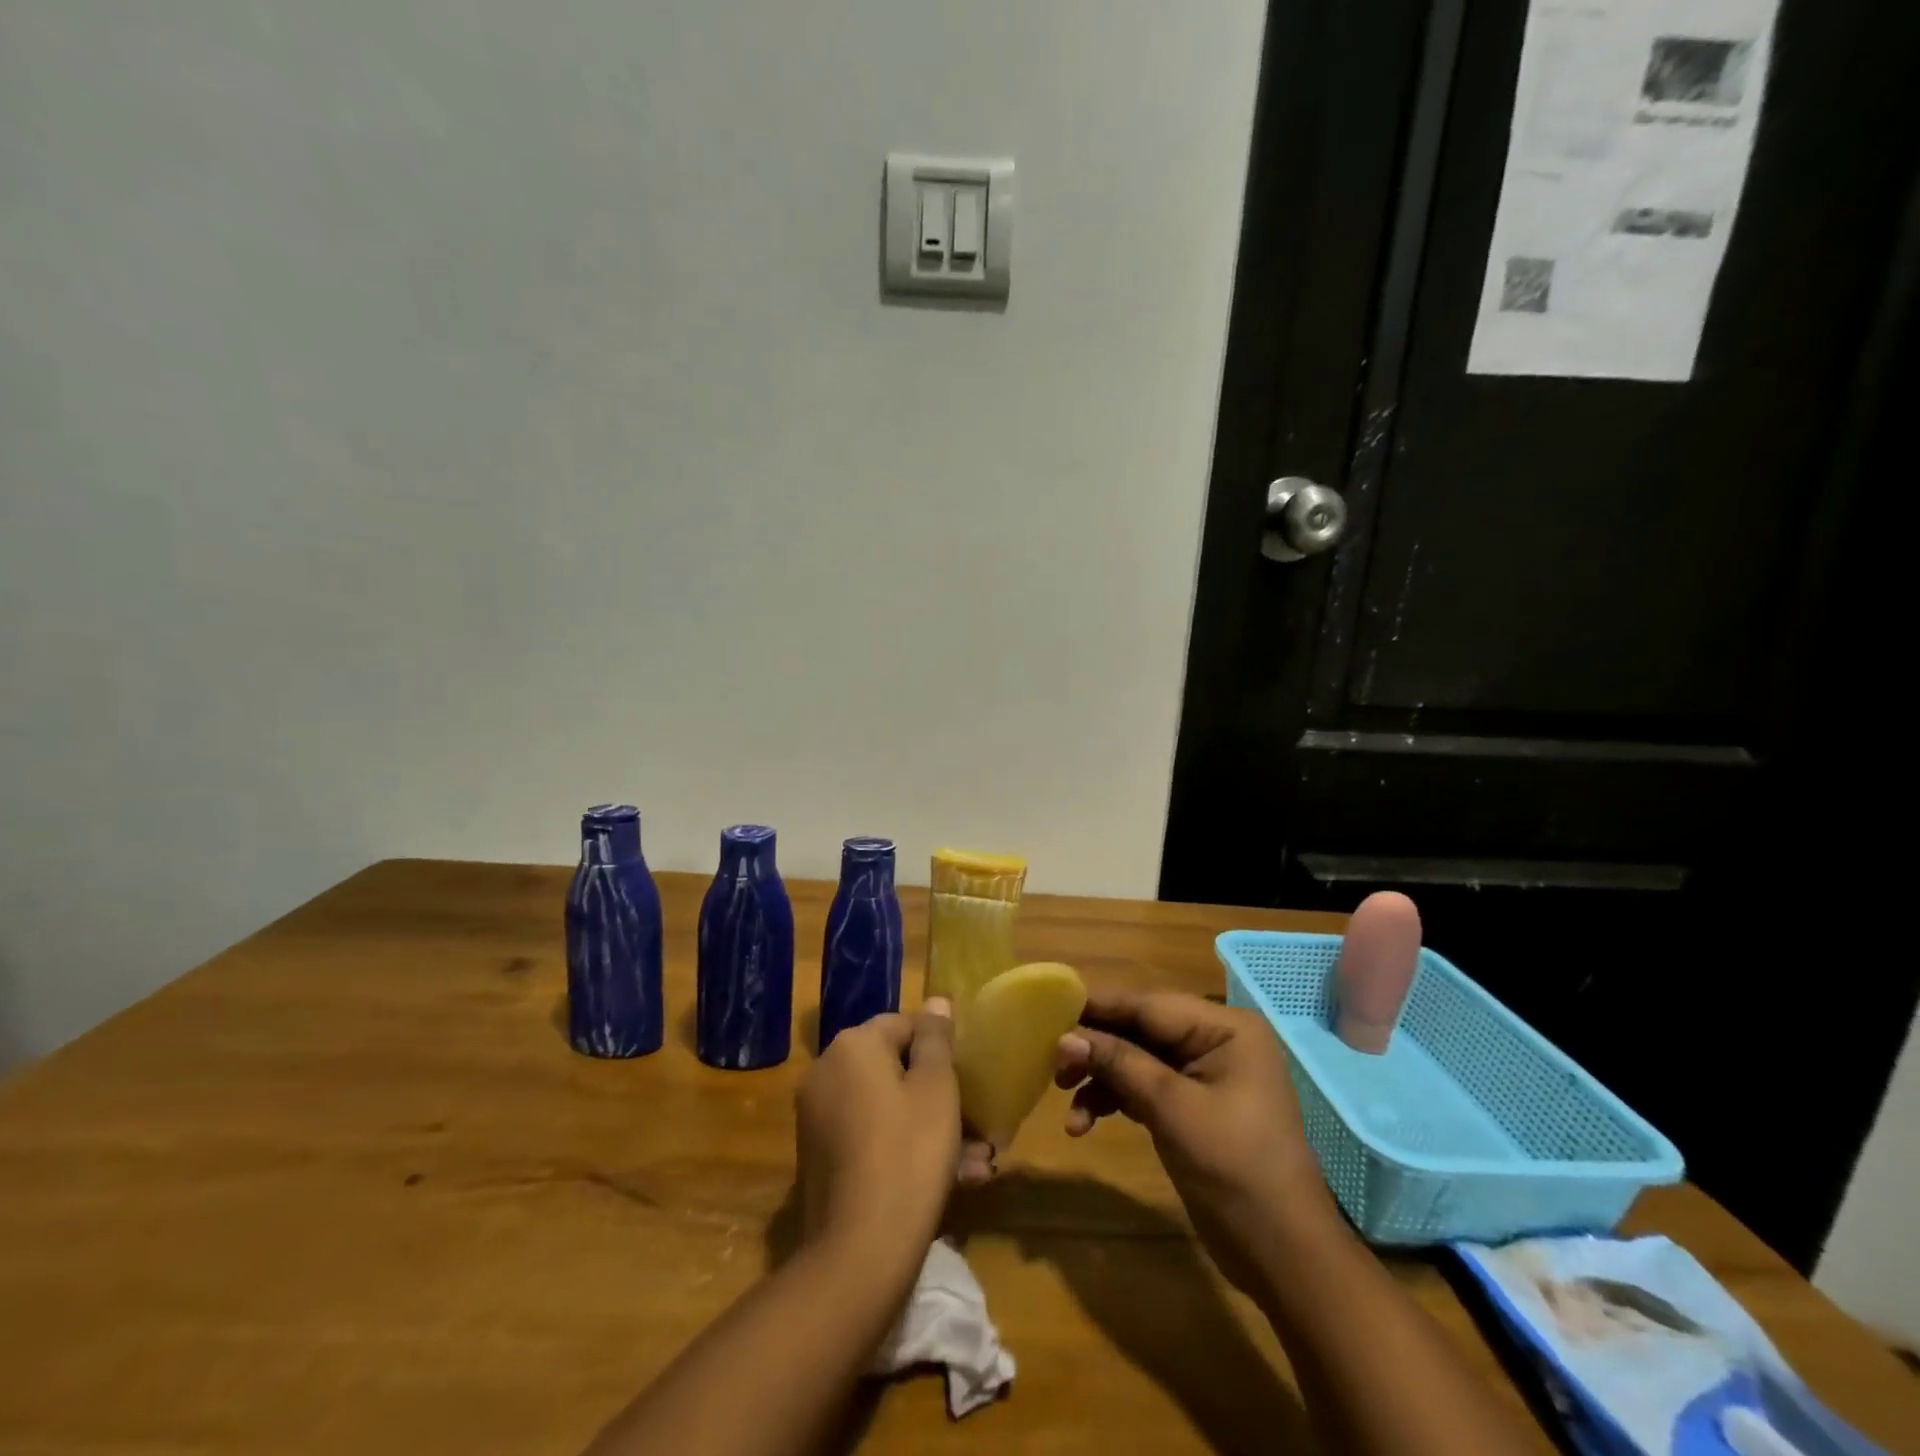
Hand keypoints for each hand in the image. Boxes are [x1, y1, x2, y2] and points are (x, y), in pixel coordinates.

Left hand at [795, 999, 960, 1271]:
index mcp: (853, 1046)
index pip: (905, 1025)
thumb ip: (936, 1039)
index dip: (941, 1050)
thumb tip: (936, 1001)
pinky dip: (903, 1149)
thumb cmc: (909, 1155)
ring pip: (887, 1108)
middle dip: (938, 1095)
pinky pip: (870, 1137)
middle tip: (978, 1128)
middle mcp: (826, 1071)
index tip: (968, 1081)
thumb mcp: (937, 1089)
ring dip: (929, 1128)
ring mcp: (818, 1117)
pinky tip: (948, 1182)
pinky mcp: (819, 1158)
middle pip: (894, 1069)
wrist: (858, 1255)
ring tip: (974, 1164)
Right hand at [1054, 987, 1337, 1291]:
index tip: (1050, 1008)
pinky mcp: (1191, 1105)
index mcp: (1225, 1027)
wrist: (1283, 1257)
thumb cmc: (1235, 1170)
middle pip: (1139, 1030)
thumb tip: (1064, 1036)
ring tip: (1065, 1102)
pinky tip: (1084, 1124)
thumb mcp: (1173, 1110)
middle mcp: (1215, 1040)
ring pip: (1136, 1060)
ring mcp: (1204, 1074)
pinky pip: (1143, 1088)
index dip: (1098, 1007)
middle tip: (1052, 1064)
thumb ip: (1119, 1064)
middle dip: (1096, 1048)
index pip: (1149, 1005)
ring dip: (1100, 1080)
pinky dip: (1115, 1101)